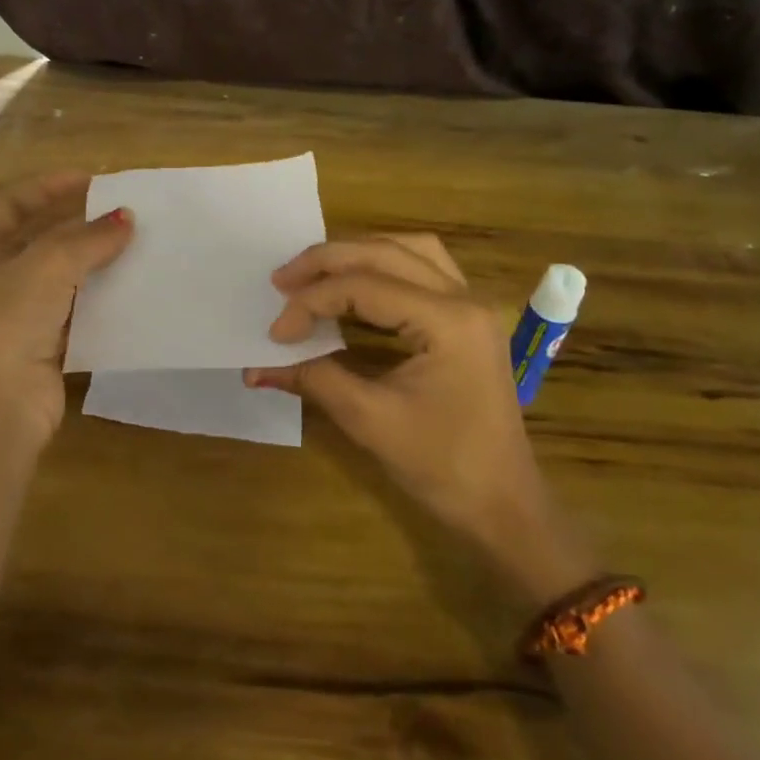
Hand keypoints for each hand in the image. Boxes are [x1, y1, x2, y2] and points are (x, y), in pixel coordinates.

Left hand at [0, 173, 132, 453]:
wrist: (2, 405)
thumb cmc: (10, 320)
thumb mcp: (49, 265)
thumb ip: (89, 237)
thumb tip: (126, 218)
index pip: (12, 202)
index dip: (50, 187)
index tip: (92, 180)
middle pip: (38, 236)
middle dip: (78, 224)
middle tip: (119, 212)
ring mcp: (14, 309)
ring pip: (59, 272)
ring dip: (91, 258)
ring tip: (132, 242)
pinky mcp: (39, 337)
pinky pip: (73, 304)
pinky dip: (96, 292)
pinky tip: (127, 283)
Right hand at [245, 236, 592, 600]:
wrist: (504, 508)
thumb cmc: (443, 467)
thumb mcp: (370, 421)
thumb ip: (313, 378)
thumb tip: (254, 366)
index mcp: (448, 320)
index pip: (365, 287)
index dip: (312, 303)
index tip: (275, 333)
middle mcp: (464, 298)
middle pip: (386, 253)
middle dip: (328, 261)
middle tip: (281, 279)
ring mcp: (471, 306)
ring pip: (410, 251)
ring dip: (359, 254)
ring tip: (316, 274)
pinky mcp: (468, 320)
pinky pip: (424, 269)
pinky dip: (385, 266)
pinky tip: (357, 283)